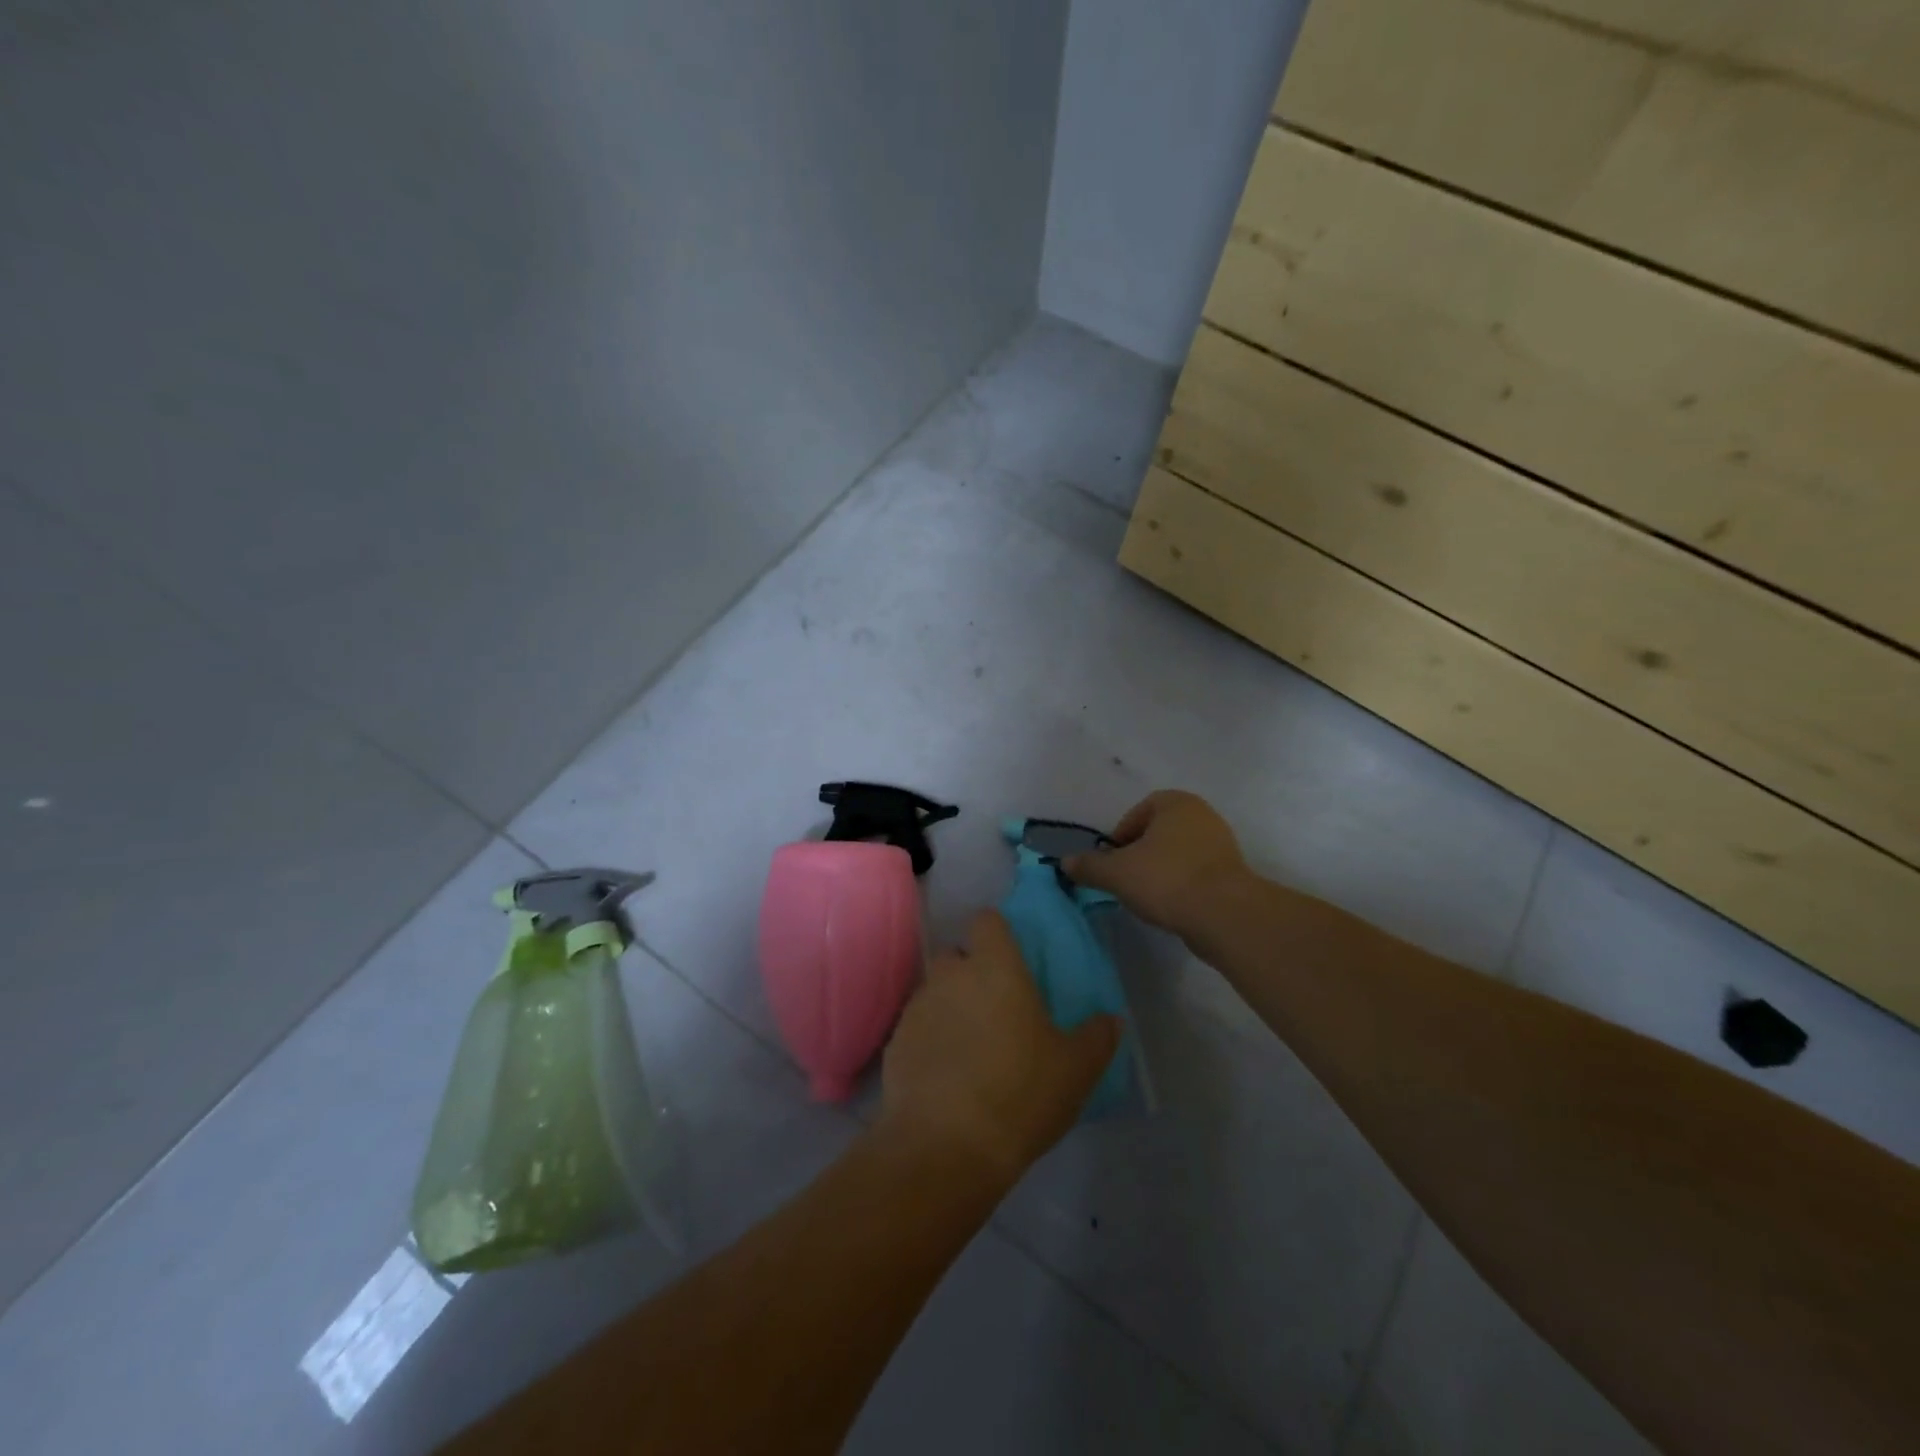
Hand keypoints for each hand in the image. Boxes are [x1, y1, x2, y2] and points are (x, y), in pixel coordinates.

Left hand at [879, 910, 1117, 1185]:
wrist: (945, 1146)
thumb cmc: (1020, 1093)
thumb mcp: (1076, 1070)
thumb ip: (1097, 1037)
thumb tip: (1111, 1020)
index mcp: (995, 967)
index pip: (988, 921)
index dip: (998, 936)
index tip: (1012, 962)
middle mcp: (951, 975)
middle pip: (957, 955)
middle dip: (972, 973)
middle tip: (996, 1010)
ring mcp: (918, 1007)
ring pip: (936, 991)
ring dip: (950, 1007)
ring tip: (972, 1048)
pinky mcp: (895, 1042)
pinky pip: (917, 1027)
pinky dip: (930, 1040)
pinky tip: (946, 1076)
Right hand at [1064, 790, 1252, 939]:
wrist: (1224, 915)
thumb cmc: (1166, 879)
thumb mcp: (1116, 873)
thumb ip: (1089, 866)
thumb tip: (1065, 862)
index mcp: (1176, 803)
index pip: (1139, 811)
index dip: (1121, 835)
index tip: (1112, 860)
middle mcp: (1202, 815)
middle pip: (1159, 832)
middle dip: (1140, 853)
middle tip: (1125, 877)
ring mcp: (1222, 844)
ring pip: (1178, 853)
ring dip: (1160, 870)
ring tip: (1146, 895)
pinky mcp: (1232, 873)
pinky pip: (1196, 873)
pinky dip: (1180, 885)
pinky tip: (1170, 906)